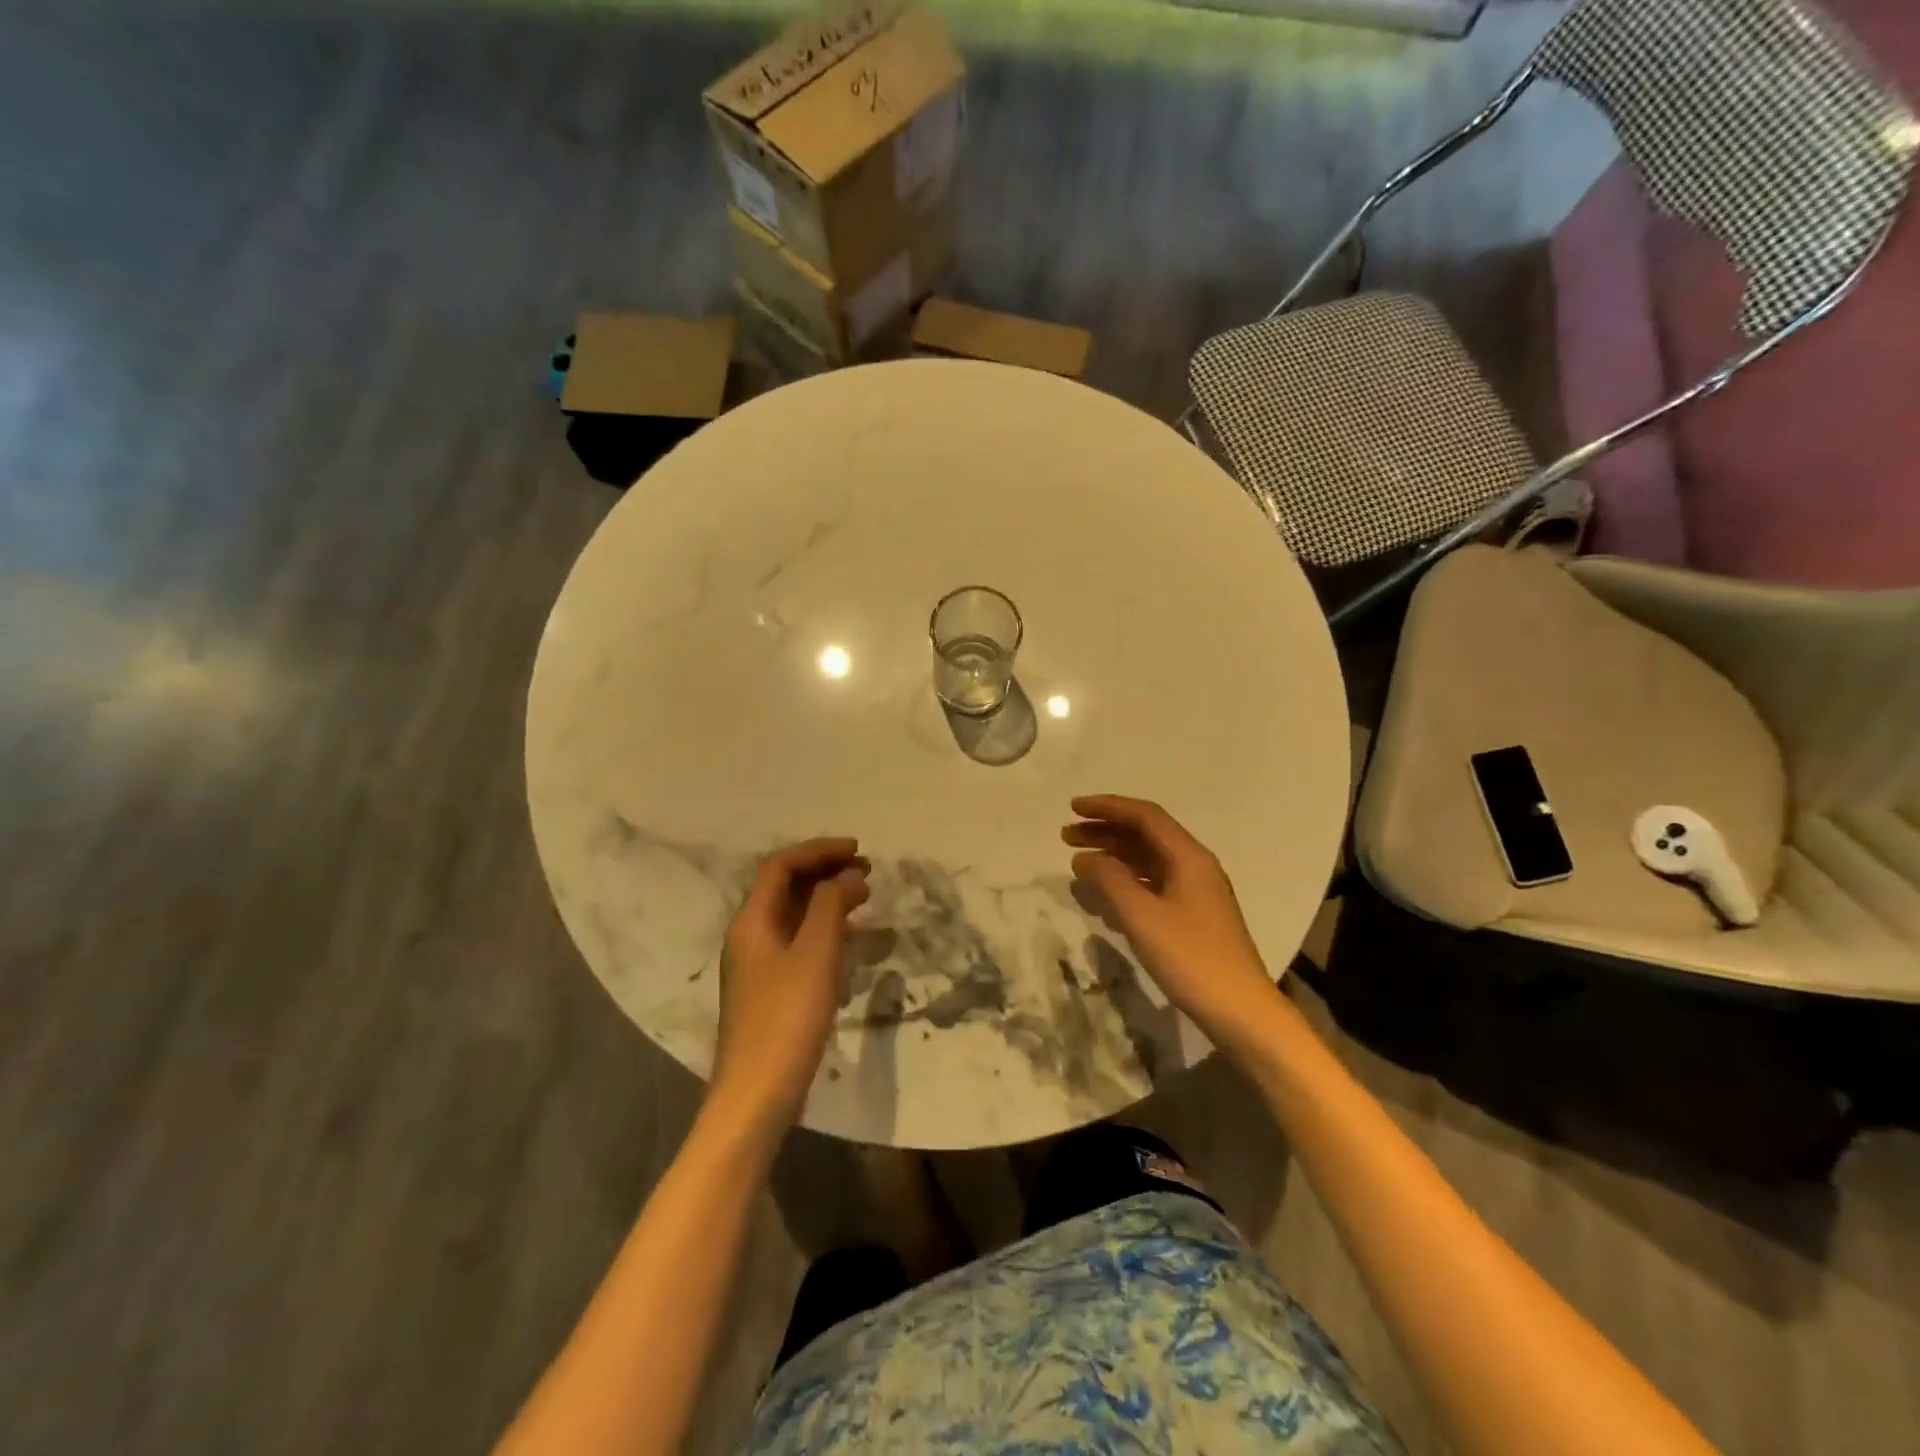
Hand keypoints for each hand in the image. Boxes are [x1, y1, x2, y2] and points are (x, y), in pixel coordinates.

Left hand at [710, 838, 870, 1132]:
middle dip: (825, 872)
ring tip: (864, 899)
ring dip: (827, 900)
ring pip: (794, 916)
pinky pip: (799, 944)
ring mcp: (758, 966)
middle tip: (866, 871)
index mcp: (752, 921)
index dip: (820, 851)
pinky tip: (851, 944)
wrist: (756, 1095)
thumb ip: (831, 905)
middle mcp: (750, 937)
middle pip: (785, 888)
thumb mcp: (815, 953)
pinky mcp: (771, 991)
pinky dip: (825, 931)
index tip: (859, 851)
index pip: (782, 866)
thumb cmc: (787, 1018)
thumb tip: (849, 875)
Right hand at [1063, 795, 1283, 1056]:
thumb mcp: (1142, 916)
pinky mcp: (1192, 917)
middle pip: (1145, 835)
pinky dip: (1125, 883)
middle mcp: (1194, 867)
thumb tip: (1083, 857)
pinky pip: (1152, 886)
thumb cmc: (1191, 958)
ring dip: (1113, 857)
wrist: (1241, 1011)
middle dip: (1105, 831)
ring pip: (1147, 861)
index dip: (1107, 807)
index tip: (1072, 808)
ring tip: (1078, 863)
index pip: (1145, 816)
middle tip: (1066, 836)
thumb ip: (1109, 880)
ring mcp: (1195, 893)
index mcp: (1188, 857)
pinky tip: (1103, 897)